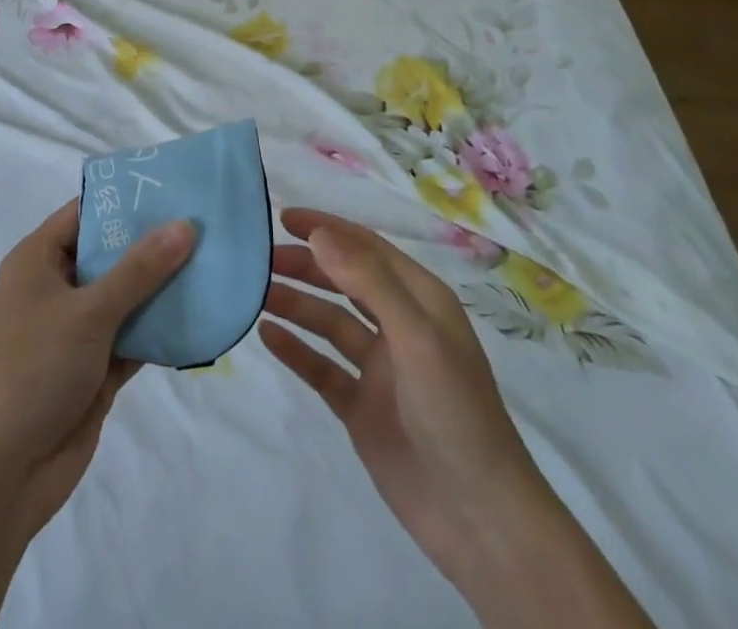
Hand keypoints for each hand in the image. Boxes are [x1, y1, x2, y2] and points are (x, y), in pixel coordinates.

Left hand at [0, 198, 194, 538]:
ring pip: (124, 296)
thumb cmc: (35, 369)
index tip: (172, 187)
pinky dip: (159, 328)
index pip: (84, 213)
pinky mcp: (93, 368)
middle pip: (109, 253)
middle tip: (204, 223)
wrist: (3, 474)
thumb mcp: (89, 311)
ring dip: (161, 287)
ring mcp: (74, 330)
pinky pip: (131, 336)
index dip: (125, 199)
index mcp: (37, 260)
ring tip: (212, 261)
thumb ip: (140, 268)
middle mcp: (55, 288)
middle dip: (152, 243)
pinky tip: (200, 314)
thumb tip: (185, 224)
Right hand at [260, 208, 535, 595]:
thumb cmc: (455, 412)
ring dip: (296, 304)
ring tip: (257, 294)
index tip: (282, 217)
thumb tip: (319, 234)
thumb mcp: (417, 336)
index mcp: (420, 300)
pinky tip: (268, 335)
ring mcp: (379, 369)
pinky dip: (296, 350)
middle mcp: (398, 326)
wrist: (480, 520)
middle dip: (305, 265)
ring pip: (329, 322)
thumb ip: (368, 281)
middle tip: (260, 259)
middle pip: (343, 281)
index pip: (366, 247)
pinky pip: (322, 367)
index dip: (326, 228)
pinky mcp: (362, 407)